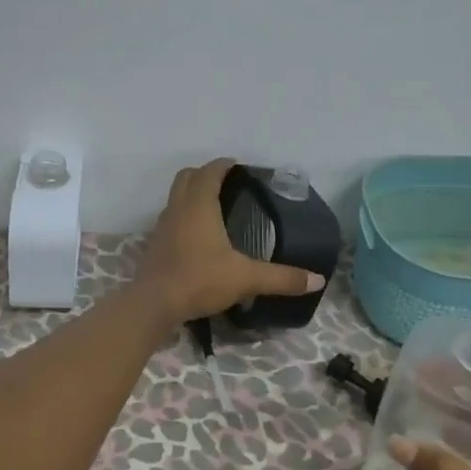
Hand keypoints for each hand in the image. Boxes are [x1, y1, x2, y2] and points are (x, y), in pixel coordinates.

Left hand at [135, 159, 325, 325]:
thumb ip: (281, 278)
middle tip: (228, 184)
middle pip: (187, 177)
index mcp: (199, 205)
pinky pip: (171, 218)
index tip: (239, 166)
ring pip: (176, 197)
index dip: (224, 165)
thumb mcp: (246, 278)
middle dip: (205, 174)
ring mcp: (162, 226)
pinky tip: (198, 237)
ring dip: (192, 194)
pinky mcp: (155, 244)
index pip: (210, 172)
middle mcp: (178, 208)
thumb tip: (317, 280)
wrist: (153, 304)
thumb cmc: (199, 280)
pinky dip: (184, 217)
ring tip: (215, 208)